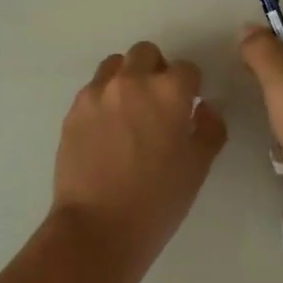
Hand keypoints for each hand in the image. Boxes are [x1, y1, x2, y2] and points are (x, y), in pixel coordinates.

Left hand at [50, 41, 226, 282]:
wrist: (97, 228)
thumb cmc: (157, 201)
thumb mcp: (197, 168)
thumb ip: (209, 129)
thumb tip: (204, 109)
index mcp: (168, 92)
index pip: (186, 69)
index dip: (191, 87)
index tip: (188, 107)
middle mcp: (131, 82)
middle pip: (146, 54)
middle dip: (157, 70)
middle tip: (159, 103)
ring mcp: (97, 94)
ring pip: (115, 65)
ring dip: (127, 78)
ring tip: (129, 111)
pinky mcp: (73, 111)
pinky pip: (93, 90)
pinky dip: (104, 98)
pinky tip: (107, 130)